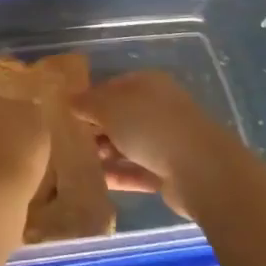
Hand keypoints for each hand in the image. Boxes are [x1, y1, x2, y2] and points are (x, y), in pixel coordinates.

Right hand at [72, 71, 246, 217]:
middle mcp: (158, 108)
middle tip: (68, 141)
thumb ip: (86, 103)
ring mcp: (166, 141)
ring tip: (75, 163)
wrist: (200, 170)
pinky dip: (117, 174)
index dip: (88, 98)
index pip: (112, 86)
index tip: (65, 113)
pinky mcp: (169, 171)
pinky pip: (136, 170)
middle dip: (95, 128)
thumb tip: (68, 100)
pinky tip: (94, 182)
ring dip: (104, 153)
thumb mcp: (109, 107)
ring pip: (127, 144)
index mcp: (148, 84)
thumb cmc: (150, 126)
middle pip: (120, 116)